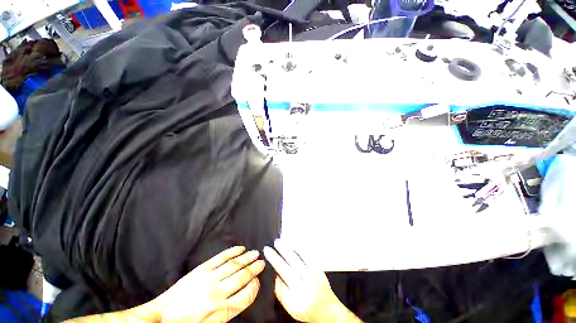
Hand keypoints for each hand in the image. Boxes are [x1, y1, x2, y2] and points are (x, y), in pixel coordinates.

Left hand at [145, 246, 264, 322]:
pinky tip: (240, 249)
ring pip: (234, 265)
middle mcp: (217, 293)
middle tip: (262, 262)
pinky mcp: (202, 270)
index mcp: (220, 311)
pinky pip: (221, 258)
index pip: (245, 297)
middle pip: (242, 277)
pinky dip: (232, 252)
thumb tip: (244, 296)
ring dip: (247, 258)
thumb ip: (228, 311)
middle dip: (254, 269)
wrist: (162, 316)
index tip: (258, 281)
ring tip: (255, 254)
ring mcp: (209, 279)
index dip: (255, 288)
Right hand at [264, 240, 361, 322]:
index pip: (280, 284)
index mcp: (296, 302)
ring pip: (297, 262)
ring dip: (286, 251)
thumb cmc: (308, 310)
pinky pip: (308, 258)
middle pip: (287, 271)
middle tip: (268, 249)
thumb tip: (274, 275)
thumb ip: (282, 293)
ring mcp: (313, 279)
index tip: (266, 258)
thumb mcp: (292, 308)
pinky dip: (299, 250)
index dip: (273, 270)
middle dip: (276, 259)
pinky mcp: (319, 271)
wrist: (328, 309)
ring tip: (278, 242)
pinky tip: (293, 243)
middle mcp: (305, 290)